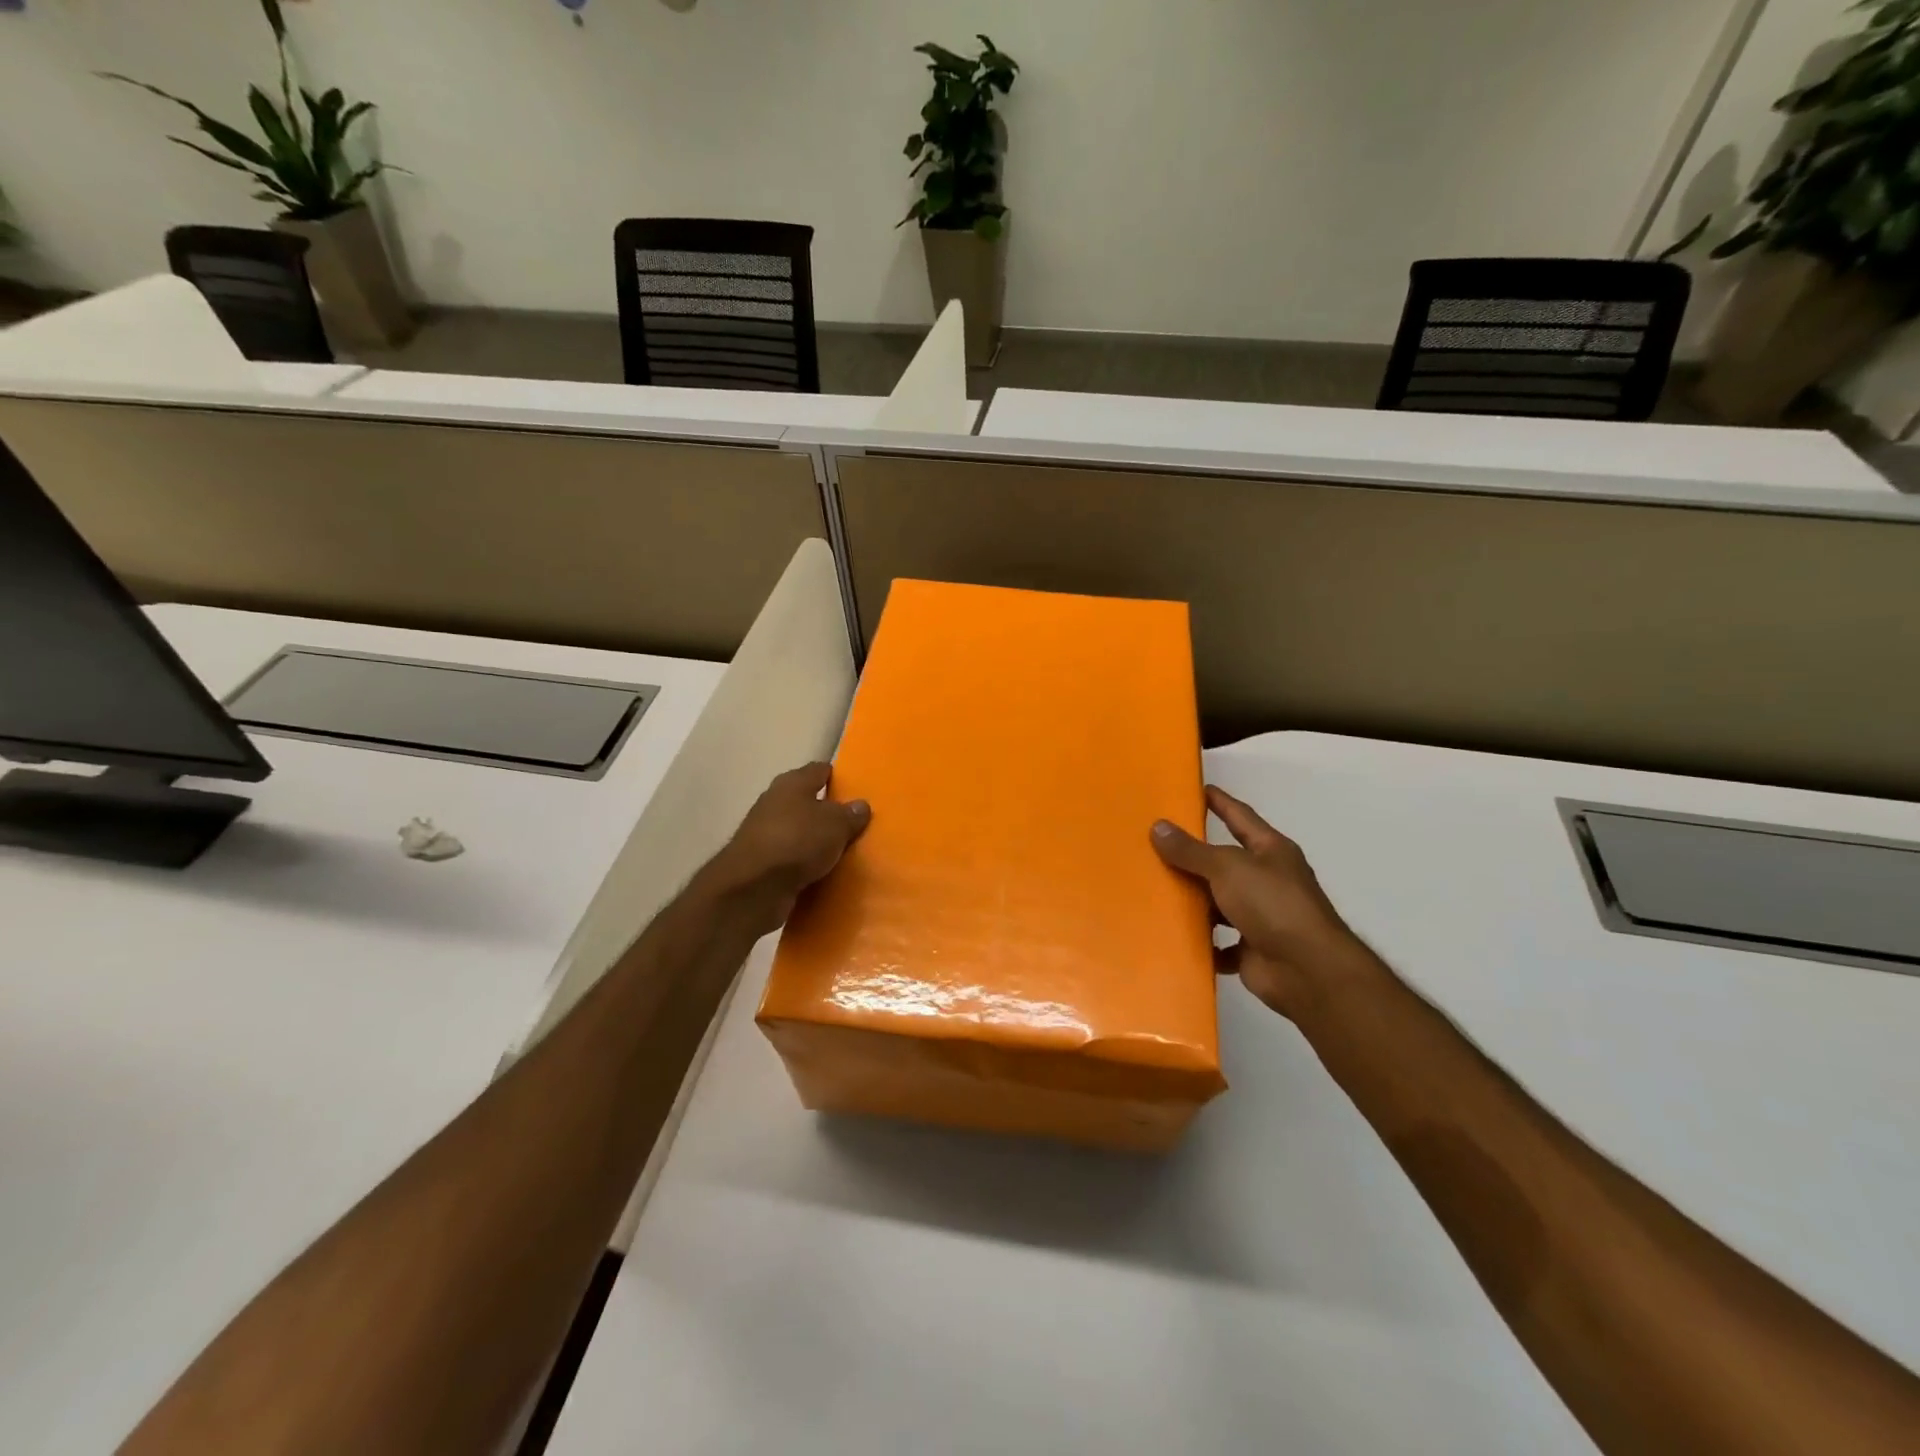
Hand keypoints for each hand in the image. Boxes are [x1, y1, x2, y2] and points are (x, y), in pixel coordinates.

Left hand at [707, 763, 870, 934]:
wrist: (753, 887)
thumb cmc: (798, 841)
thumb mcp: (836, 825)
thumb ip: (850, 814)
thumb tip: (860, 805)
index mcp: (792, 783)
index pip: (819, 770)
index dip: (837, 777)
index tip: (855, 789)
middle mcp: (775, 802)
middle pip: (806, 801)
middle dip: (827, 811)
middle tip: (853, 823)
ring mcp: (764, 832)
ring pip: (798, 830)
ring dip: (815, 839)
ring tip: (841, 850)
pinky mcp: (760, 862)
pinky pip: (791, 857)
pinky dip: (804, 863)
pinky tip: (822, 871)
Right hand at [1152, 786, 1365, 1018]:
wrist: (1307, 971)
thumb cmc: (1272, 905)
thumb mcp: (1227, 868)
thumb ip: (1191, 850)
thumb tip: (1158, 827)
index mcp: (1270, 851)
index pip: (1240, 816)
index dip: (1219, 801)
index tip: (1195, 789)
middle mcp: (1268, 880)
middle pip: (1225, 862)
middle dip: (1194, 856)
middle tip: (1155, 843)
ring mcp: (1261, 916)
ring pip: (1219, 903)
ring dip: (1194, 902)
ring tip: (1155, 891)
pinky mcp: (1251, 949)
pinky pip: (1219, 942)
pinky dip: (1202, 941)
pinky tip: (1174, 936)